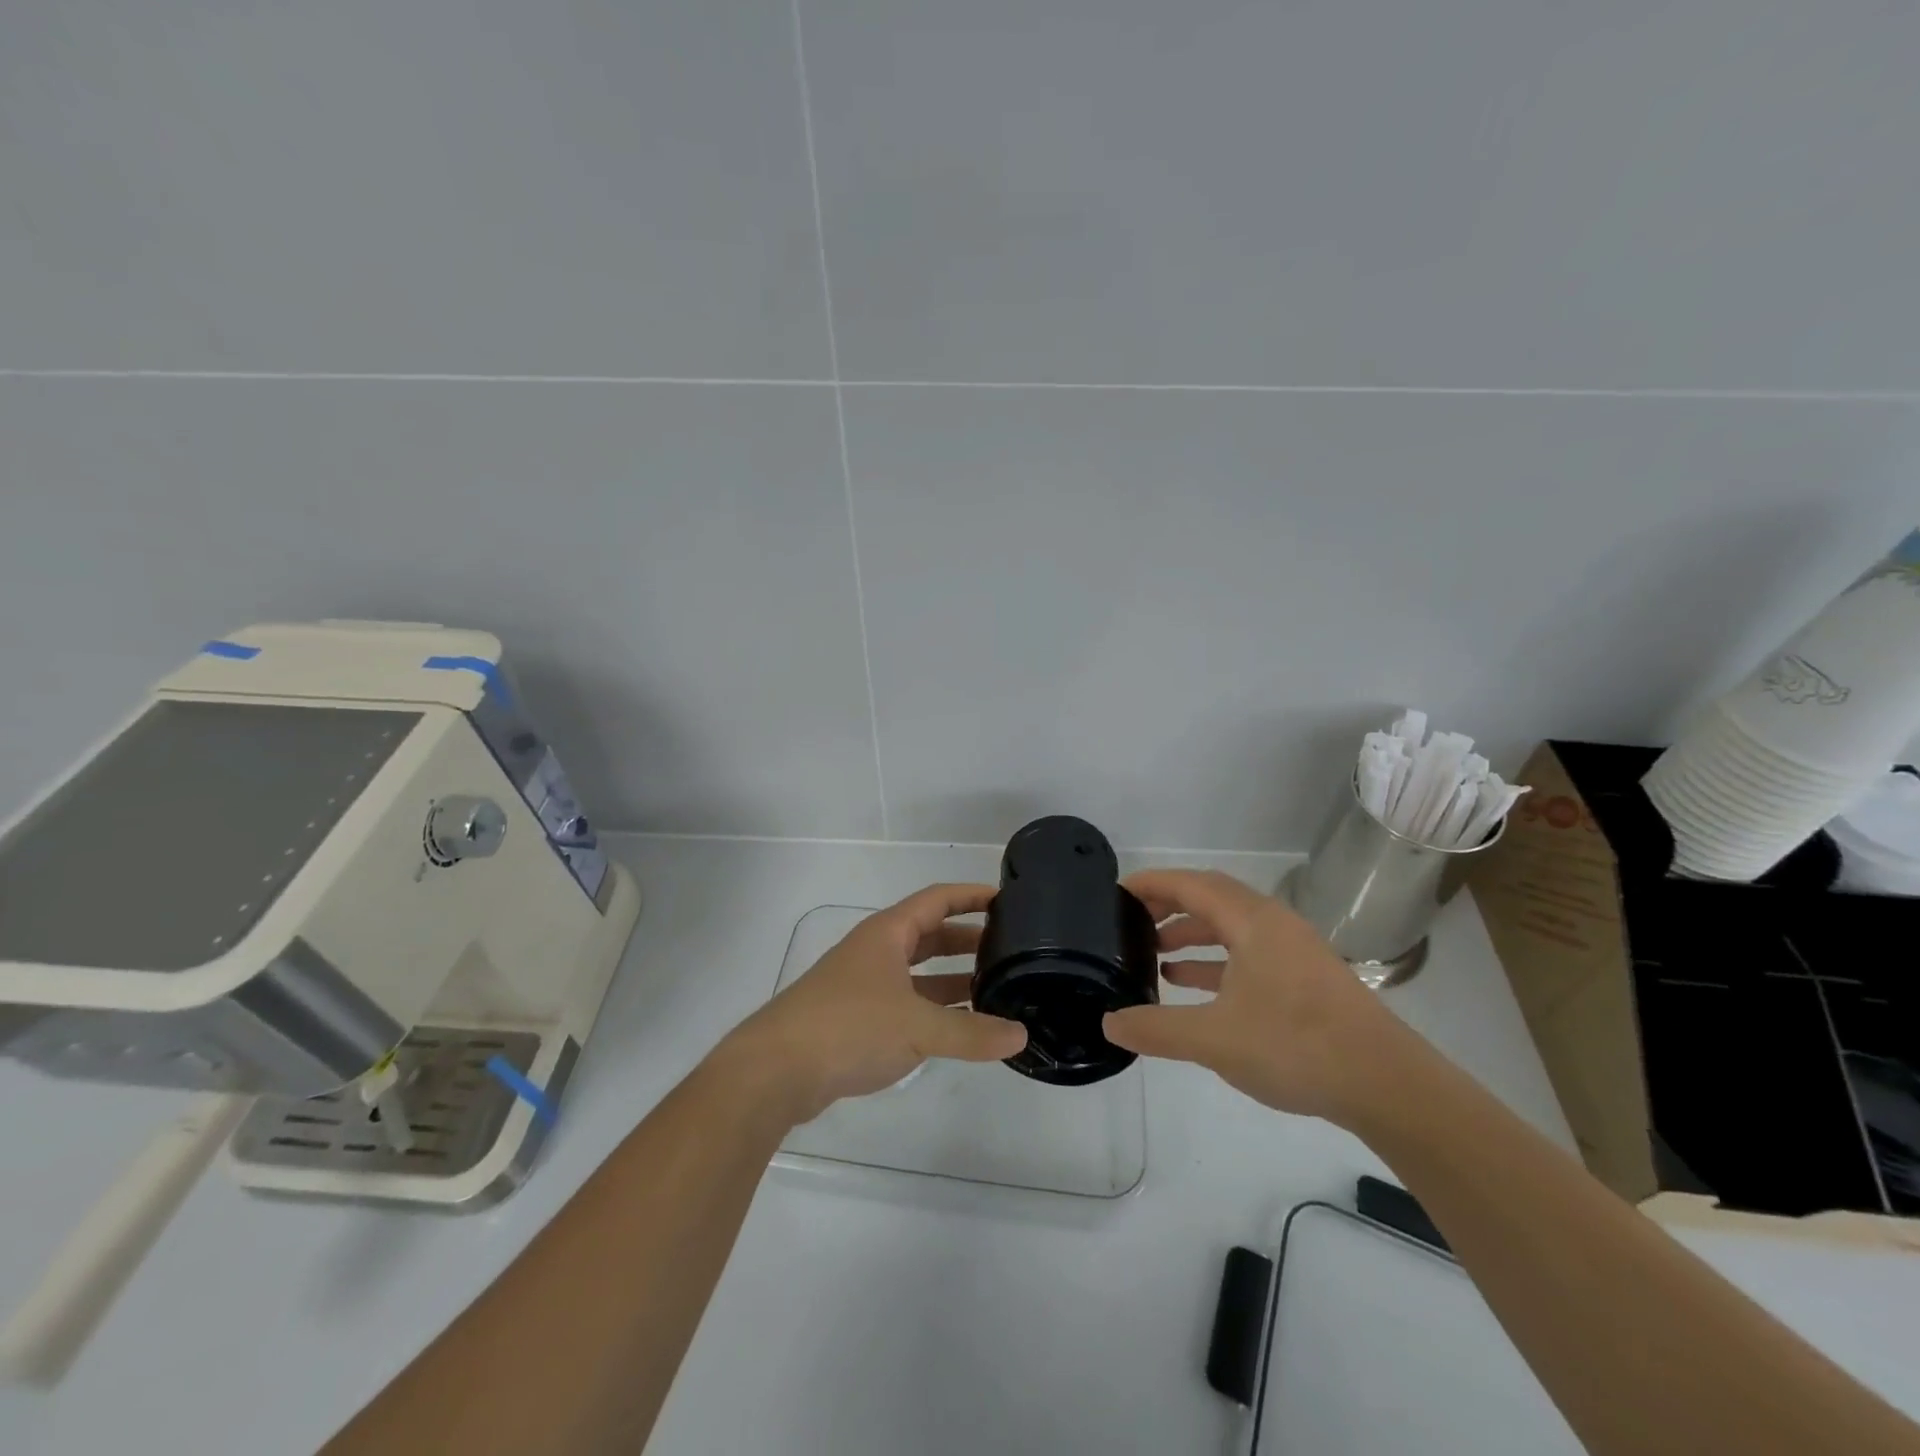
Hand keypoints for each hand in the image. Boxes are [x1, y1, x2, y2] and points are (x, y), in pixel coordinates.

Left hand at [720, 884, 1027, 1124]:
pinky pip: (905, 1002)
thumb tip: (1020, 1036)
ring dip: (951, 978)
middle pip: (929, 934)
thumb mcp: (917, 1027)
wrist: (775, 1070)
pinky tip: (956, 1027)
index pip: (938, 899)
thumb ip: (971, 1032)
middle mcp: (875, 951)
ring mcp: (863, 985)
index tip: (1007, 899)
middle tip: (1008, 950)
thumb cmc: (848, 1027)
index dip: (971, 896)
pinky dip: (932, 1008)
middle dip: (966, 940)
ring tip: (992, 988)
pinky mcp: (855, 1018)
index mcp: (888, 933)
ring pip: (917, 972)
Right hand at [1101, 868, 1412, 1123]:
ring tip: (1155, 956)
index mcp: (1252, 921)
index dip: (1151, 884)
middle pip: (1210, 898)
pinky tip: (1193, 987)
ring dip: (1192, 935)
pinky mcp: (1303, 978)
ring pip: (1230, 927)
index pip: (1190, 884)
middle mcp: (1273, 924)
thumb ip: (1157, 1029)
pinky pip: (1247, 953)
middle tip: (1130, 921)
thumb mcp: (1215, 1040)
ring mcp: (1292, 950)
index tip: (1116, 892)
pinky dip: (1215, 961)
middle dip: (1168, 906)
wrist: (1387, 1085)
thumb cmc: (1296, 1046)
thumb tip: (1109, 1022)